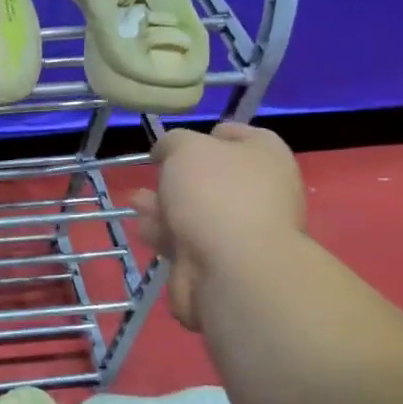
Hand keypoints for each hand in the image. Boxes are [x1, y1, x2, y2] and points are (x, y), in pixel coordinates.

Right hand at [131, 123, 305, 328]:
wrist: (232, 268)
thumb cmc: (215, 194)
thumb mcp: (185, 148)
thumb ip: (173, 142)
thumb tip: (168, 152)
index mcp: (265, 156)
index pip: (238, 135)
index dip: (205, 135)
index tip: (174, 143)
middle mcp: (260, 191)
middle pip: (213, 176)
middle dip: (177, 176)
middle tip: (153, 174)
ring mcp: (242, 229)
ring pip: (195, 210)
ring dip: (164, 205)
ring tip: (137, 202)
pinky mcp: (221, 260)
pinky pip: (187, 239)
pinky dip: (165, 234)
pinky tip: (145, 230)